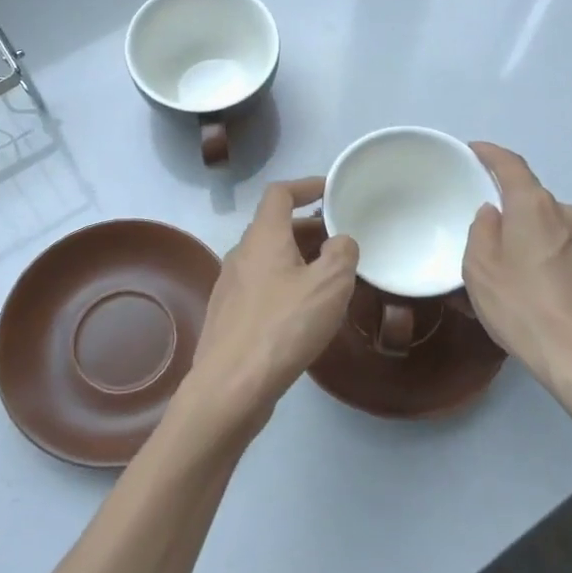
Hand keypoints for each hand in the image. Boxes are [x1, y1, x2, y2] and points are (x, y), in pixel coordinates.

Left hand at [177, 177, 358, 441]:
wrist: (231, 386)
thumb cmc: (283, 327)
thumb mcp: (329, 285)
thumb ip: (342, 253)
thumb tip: (339, 242)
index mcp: (263, 237)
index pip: (280, 193)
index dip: (306, 186)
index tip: (330, 191)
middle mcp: (241, 254)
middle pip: (274, 227)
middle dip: (308, 228)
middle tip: (340, 241)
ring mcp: (230, 286)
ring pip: (268, 259)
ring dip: (297, 258)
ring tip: (328, 278)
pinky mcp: (228, 316)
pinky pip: (261, 286)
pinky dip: (284, 284)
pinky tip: (303, 312)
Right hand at [463, 143, 571, 415]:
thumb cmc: (522, 307)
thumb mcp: (480, 269)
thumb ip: (481, 231)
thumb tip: (492, 214)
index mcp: (535, 206)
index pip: (511, 165)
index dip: (490, 154)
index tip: (474, 150)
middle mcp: (566, 213)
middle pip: (531, 198)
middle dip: (508, 206)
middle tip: (483, 229)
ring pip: (548, 225)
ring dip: (528, 234)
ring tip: (508, 265)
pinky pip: (563, 248)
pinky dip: (545, 255)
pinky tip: (534, 285)